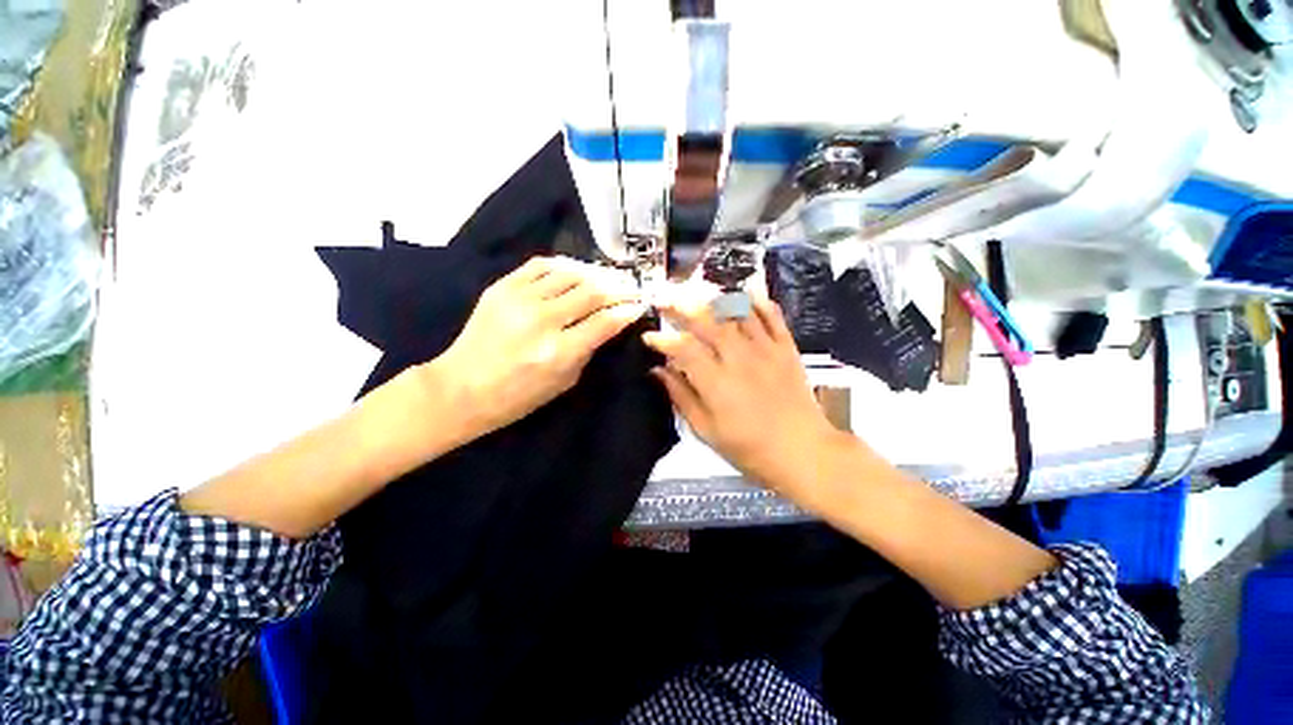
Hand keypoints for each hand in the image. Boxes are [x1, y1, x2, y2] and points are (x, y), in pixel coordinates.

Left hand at [428, 256, 645, 437]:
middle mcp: (542, 321)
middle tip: (632, 287)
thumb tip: (610, 322)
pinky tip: (576, 271)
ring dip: (596, 273)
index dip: (628, 310)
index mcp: (560, 352)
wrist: (461, 388)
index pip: (605, 321)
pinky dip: (564, 265)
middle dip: (620, 287)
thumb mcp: (565, 381)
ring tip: (609, 277)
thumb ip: (589, 349)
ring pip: (570, 273)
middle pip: (592, 292)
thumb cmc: (518, 396)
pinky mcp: (502, 287)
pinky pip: (541, 265)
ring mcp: (519, 300)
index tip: (640, 304)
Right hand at [642, 288, 854, 508]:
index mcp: (716, 381)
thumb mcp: (706, 430)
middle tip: (664, 299)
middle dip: (680, 306)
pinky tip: (746, 291)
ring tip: (696, 292)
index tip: (648, 336)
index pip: (682, 348)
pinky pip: (772, 316)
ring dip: (713, 298)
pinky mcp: (786, 347)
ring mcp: (765, 349)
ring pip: (736, 312)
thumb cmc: (749, 448)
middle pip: (706, 321)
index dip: (662, 339)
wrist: (802, 451)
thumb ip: (681, 396)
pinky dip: (758, 301)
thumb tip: (658, 371)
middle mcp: (738, 357)